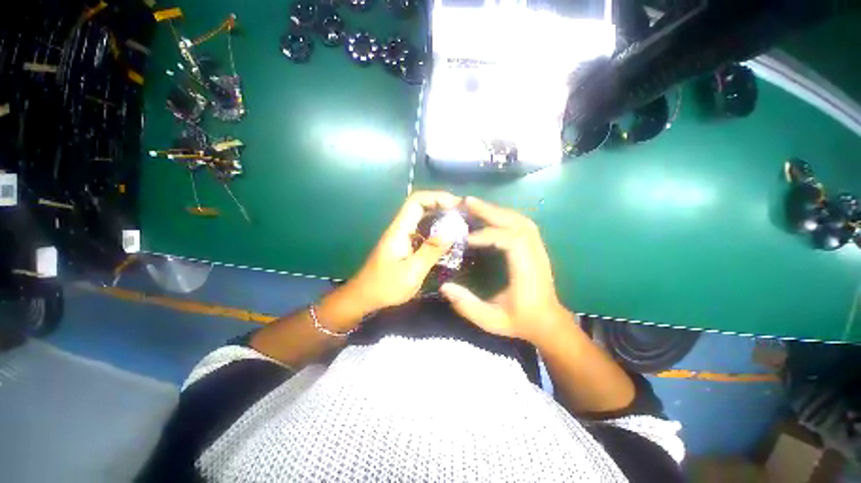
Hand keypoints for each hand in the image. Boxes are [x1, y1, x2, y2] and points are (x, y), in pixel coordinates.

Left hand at [347, 190, 461, 312]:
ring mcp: (402, 237)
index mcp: (399, 230)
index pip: (416, 202)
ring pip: (422, 219)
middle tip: (462, 213)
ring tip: (459, 224)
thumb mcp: (411, 271)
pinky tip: (447, 240)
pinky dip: (436, 231)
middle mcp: (400, 229)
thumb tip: (450, 232)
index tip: (456, 204)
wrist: (365, 297)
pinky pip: (423, 232)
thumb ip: (430, 251)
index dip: (436, 197)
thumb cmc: (386, 286)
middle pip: (420, 207)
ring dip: (440, 218)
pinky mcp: (405, 246)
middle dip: (441, 205)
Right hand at [440, 197, 568, 343]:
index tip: (466, 238)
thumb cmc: (521, 322)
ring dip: (497, 210)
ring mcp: (538, 249)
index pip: (511, 241)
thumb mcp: (492, 321)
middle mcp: (535, 255)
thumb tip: (444, 287)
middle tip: (467, 202)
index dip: (488, 235)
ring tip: (475, 205)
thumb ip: (468, 306)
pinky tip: (491, 215)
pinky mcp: (536, 247)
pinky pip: (522, 224)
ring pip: (520, 220)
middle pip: (516, 223)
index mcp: (526, 272)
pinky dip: (505, 215)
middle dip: (490, 211)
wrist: (548, 322)